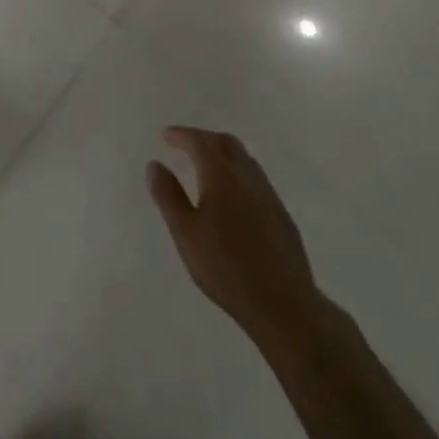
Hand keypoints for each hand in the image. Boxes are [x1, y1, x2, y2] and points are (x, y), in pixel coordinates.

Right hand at [148, 126, 326, 347]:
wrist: (284, 304)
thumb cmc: (225, 268)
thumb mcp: (186, 233)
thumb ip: (168, 196)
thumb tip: (155, 164)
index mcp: (221, 176)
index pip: (200, 142)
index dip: (181, 134)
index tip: (165, 136)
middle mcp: (247, 177)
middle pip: (226, 143)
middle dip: (203, 139)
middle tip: (184, 147)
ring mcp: (269, 196)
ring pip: (245, 160)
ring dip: (223, 155)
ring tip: (206, 169)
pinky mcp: (282, 215)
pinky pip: (256, 180)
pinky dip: (238, 174)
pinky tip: (232, 198)